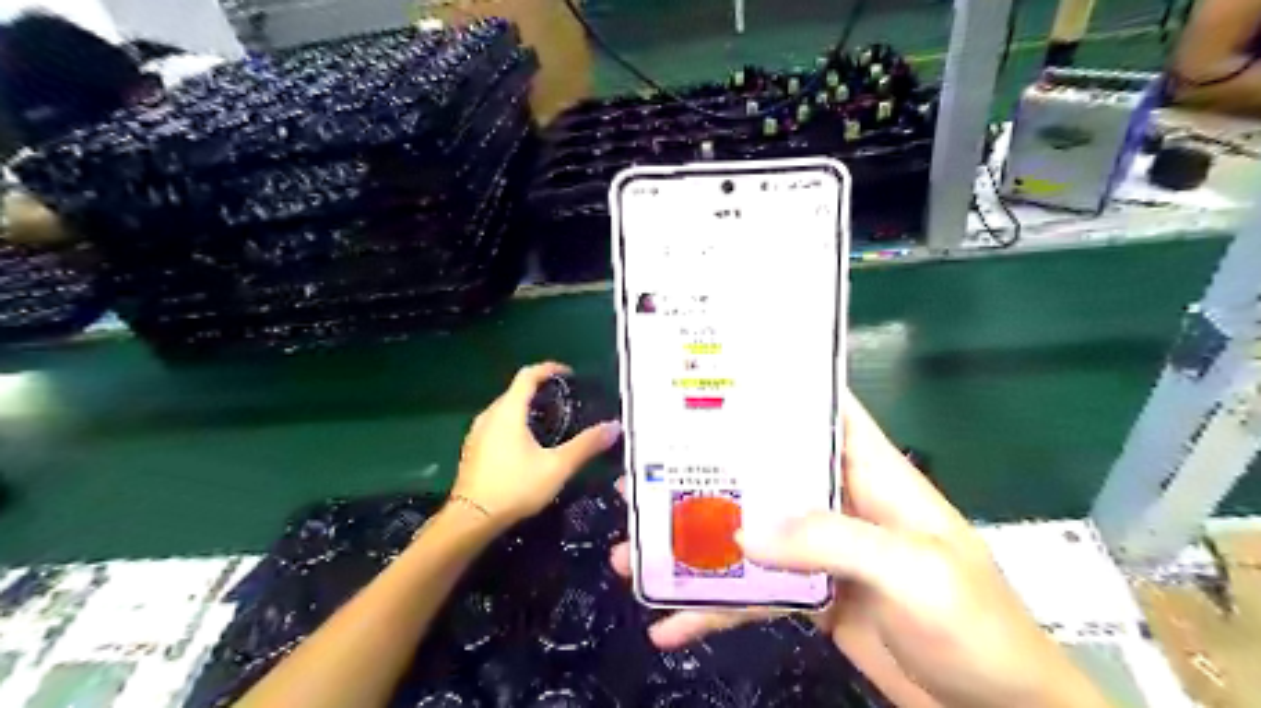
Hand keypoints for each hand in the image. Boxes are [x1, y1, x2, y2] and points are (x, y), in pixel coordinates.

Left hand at [452, 365, 619, 529]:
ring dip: (526, 408)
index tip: (569, 374)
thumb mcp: (557, 466)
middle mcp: (489, 415)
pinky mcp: (473, 449)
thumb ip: (586, 445)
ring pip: (505, 409)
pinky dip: (515, 424)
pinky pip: (497, 425)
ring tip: (550, 421)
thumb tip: (614, 427)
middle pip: (516, 391)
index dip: (549, 369)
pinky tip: (527, 444)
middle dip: (540, 390)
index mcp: (508, 411)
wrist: (471, 519)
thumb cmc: (515, 487)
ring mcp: (477, 433)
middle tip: (565, 401)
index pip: (528, 375)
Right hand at [612, 391, 1111, 707]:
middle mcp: (838, 501)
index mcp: (870, 474)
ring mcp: (819, 552)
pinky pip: (753, 597)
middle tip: (641, 474)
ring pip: (747, 536)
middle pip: (764, 474)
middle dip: (705, 473)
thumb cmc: (975, 626)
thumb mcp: (911, 571)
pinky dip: (713, 610)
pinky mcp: (809, 597)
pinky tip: (669, 624)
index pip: (822, 411)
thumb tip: (744, 529)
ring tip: (630, 553)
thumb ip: (831, 540)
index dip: (776, 388)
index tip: (714, 380)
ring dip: (694, 546)